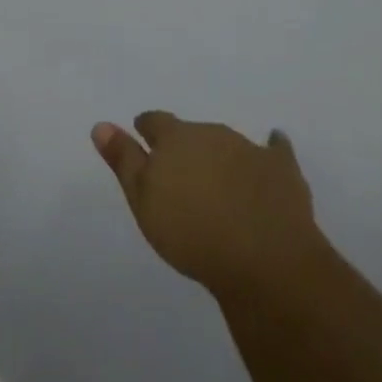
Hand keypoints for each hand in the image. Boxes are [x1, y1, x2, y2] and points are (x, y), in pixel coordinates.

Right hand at [92, 112, 329, 299]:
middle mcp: (211, 133)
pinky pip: (276, 151)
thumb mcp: (144, 201)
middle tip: (181, 169)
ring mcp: (249, 149)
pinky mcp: (281, 170)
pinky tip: (275, 144)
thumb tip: (100, 125)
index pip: (155, 122)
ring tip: (217, 175)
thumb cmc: (192, 233)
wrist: (263, 259)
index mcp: (175, 138)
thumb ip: (124, 161)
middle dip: (186, 145)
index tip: (142, 134)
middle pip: (193, 132)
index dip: (147, 128)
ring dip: (220, 154)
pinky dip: (273, 148)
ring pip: (228, 143)